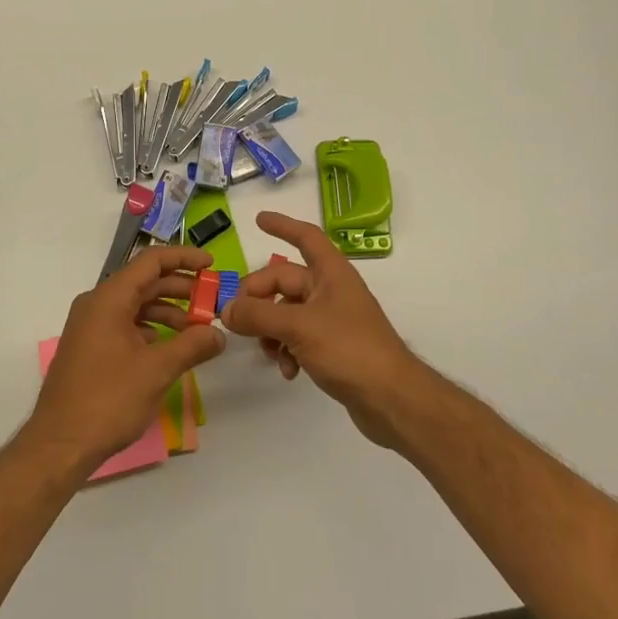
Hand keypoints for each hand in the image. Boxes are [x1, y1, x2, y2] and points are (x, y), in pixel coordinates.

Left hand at [26, 244, 225, 470]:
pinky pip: (124, 324)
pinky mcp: (89, 347)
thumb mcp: (156, 371)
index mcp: (109, 298)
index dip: (184, 258)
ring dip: (167, 311)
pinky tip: (168, 347)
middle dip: (180, 288)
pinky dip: (150, 328)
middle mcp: (96, 304)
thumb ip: (192, 346)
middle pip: (144, 282)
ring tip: (195, 329)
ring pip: (135, 304)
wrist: (59, 445)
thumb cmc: (107, 400)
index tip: (212, 265)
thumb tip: (218, 334)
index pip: (151, 261)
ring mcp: (90, 326)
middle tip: (211, 301)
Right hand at [220, 212, 424, 447]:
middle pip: (285, 281)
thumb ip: (258, 315)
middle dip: (259, 297)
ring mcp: (332, 319)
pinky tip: (287, 371)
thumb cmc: (350, 349)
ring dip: (270, 330)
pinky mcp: (332, 347)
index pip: (306, 237)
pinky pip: (297, 337)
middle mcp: (331, 290)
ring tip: (267, 352)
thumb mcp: (298, 327)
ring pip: (287, 312)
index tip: (258, 219)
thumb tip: (226, 309)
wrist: (391, 399)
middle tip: (235, 317)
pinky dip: (286, 350)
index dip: (283, 225)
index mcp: (331, 273)